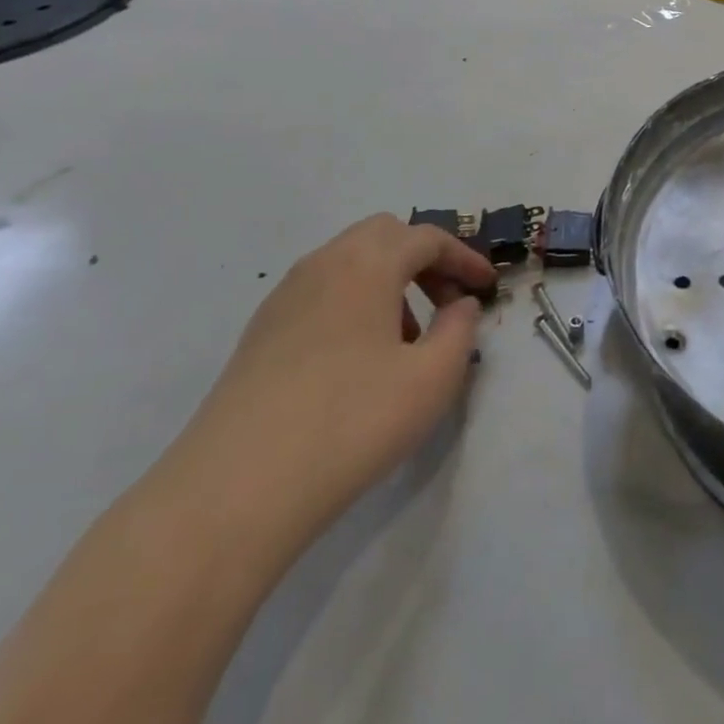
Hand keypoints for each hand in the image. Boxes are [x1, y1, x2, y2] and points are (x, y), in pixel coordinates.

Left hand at [166, 214, 495, 563]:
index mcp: (367, 264)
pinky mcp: (260, 332)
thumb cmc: (352, 422)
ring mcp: (284, 297)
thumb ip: (459, 330)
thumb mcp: (432, 379)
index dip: (464, 257)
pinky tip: (360, 360)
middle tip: (448, 302)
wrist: (237, 488)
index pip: (427, 238)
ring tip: (407, 340)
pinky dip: (354, 303)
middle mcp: (322, 264)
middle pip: (383, 236)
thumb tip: (460, 304)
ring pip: (349, 263)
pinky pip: (321, 293)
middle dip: (424, 260)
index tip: (487, 287)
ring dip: (389, 282)